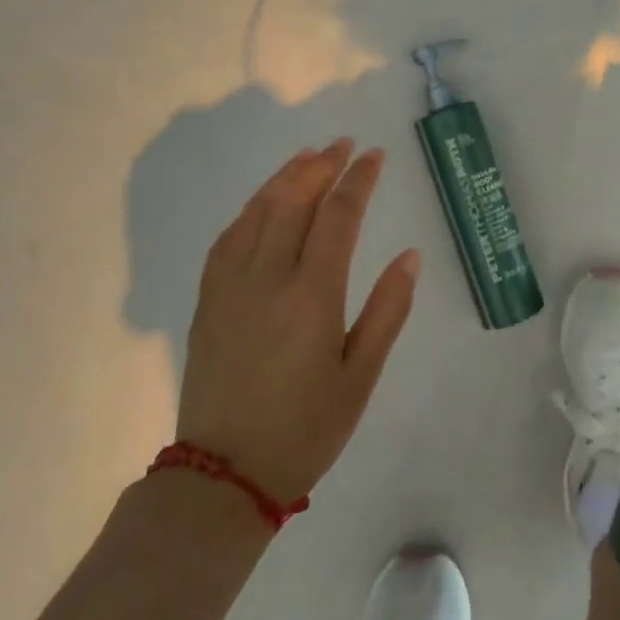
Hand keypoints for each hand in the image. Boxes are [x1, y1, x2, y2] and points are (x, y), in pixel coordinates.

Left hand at [176, 140, 419, 501]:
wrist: (224, 475)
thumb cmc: (306, 428)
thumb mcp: (361, 376)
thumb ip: (388, 311)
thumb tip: (410, 256)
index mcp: (312, 295)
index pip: (338, 217)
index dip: (358, 181)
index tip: (374, 156)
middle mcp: (269, 278)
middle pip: (294, 202)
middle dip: (321, 166)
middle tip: (342, 144)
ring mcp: (232, 286)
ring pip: (257, 212)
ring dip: (285, 178)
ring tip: (308, 157)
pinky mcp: (209, 301)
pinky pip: (228, 238)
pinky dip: (250, 209)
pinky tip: (263, 203)